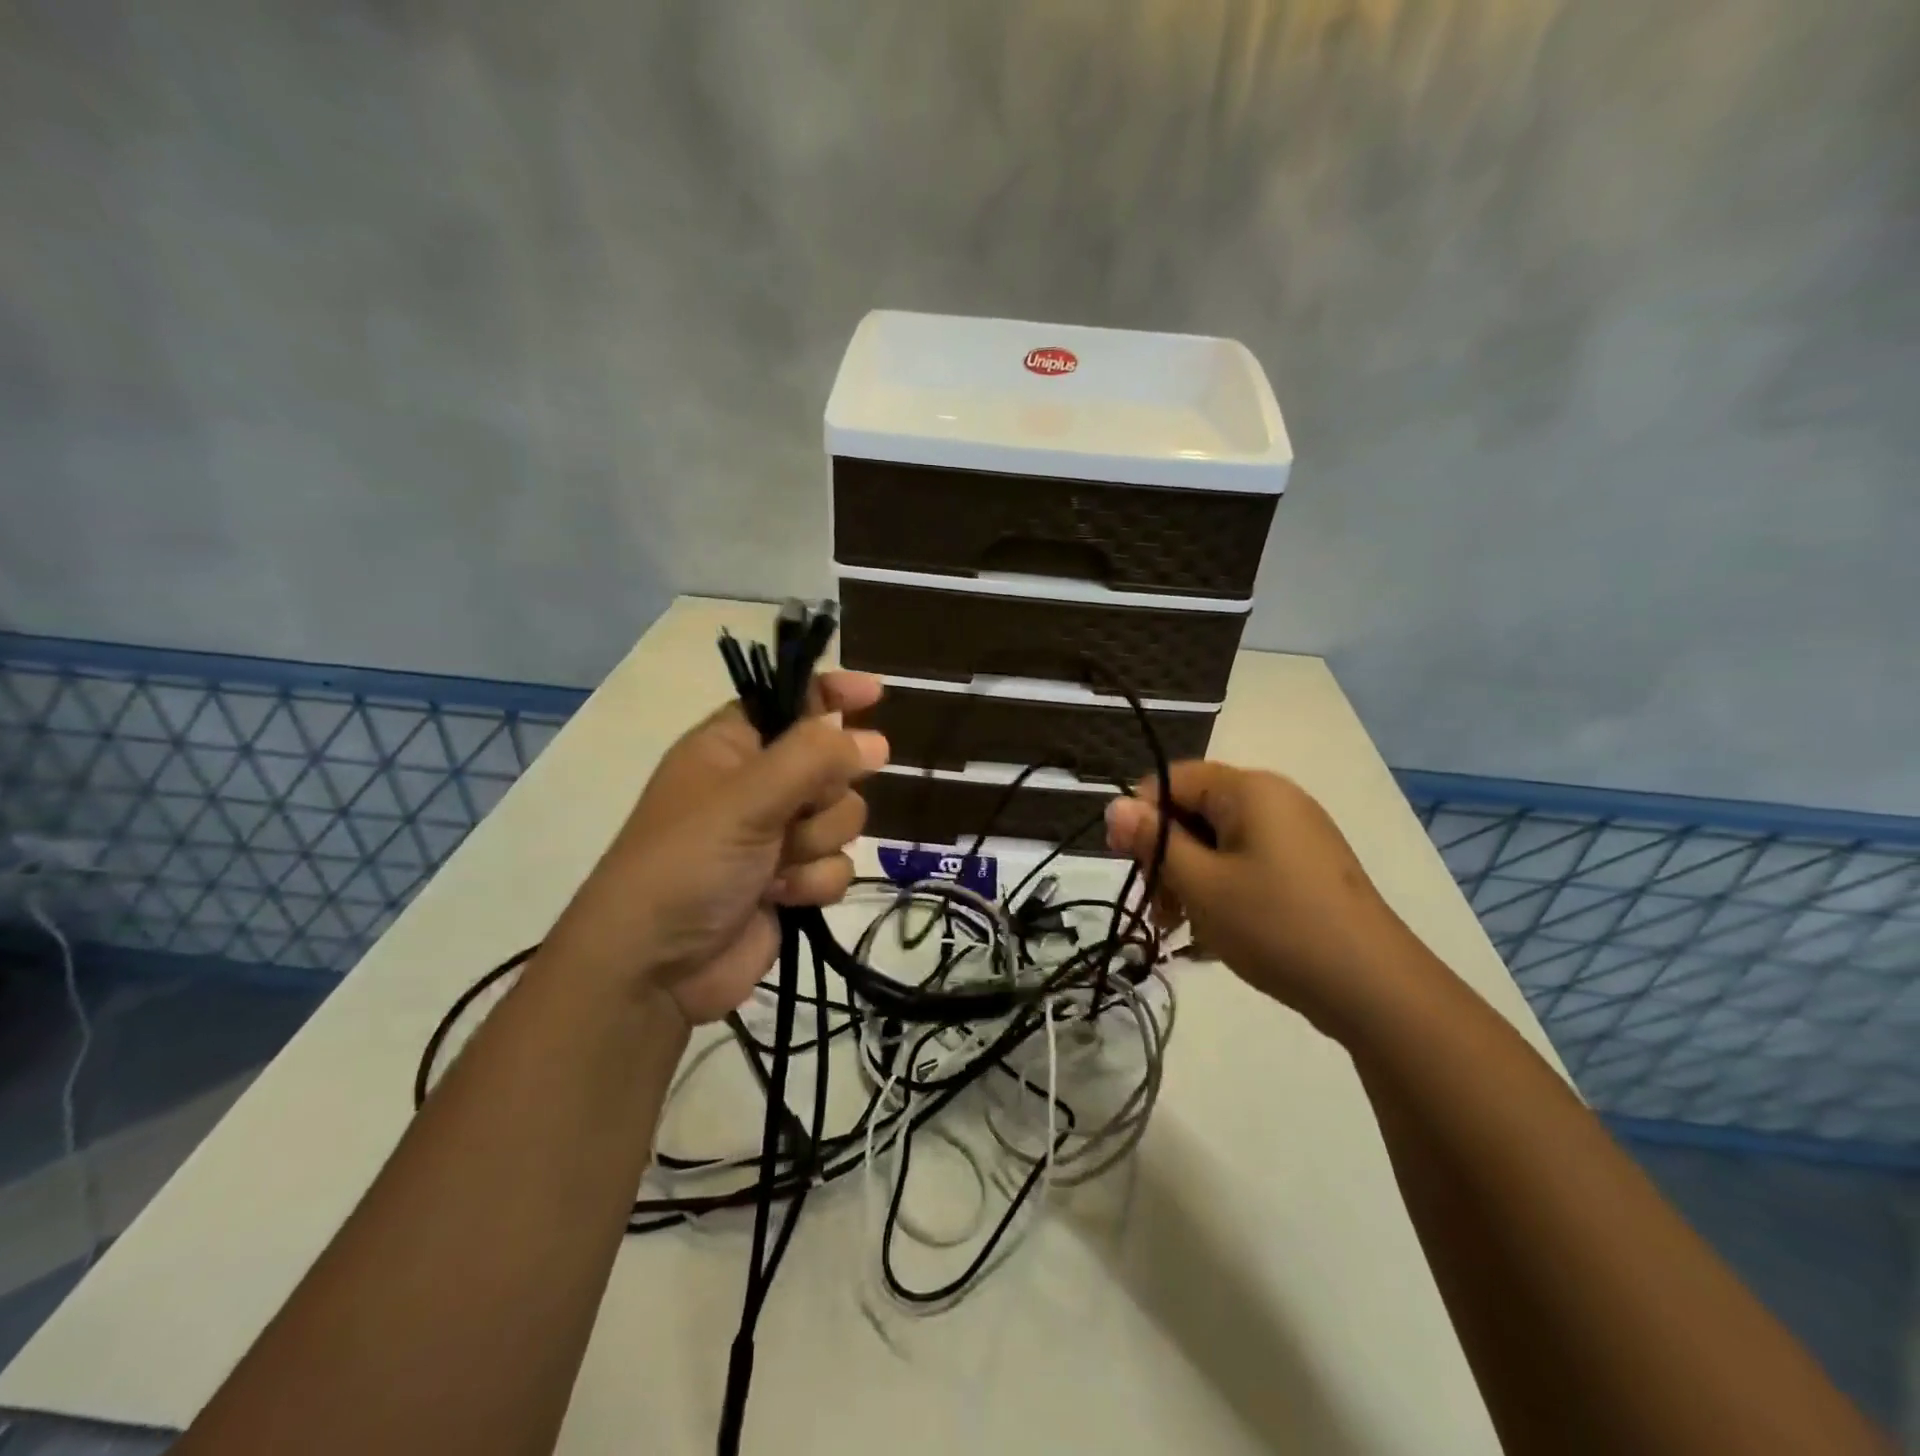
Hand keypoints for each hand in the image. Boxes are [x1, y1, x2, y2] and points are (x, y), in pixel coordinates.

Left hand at [542, 671, 888, 1023]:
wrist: (656, 968)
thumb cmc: (688, 863)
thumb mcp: (747, 797)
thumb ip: (815, 758)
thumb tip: (877, 742)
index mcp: (733, 746)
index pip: (793, 701)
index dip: (833, 693)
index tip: (877, 693)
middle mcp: (759, 784)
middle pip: (833, 765)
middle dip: (823, 795)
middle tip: (792, 813)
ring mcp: (777, 835)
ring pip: (843, 818)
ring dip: (815, 844)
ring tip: (775, 866)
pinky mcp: (793, 880)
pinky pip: (838, 865)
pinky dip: (814, 882)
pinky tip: (781, 897)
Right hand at [1104, 762, 1418, 1037]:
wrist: (1374, 989)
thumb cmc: (1275, 925)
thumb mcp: (1200, 884)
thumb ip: (1153, 841)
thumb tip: (1114, 805)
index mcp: (1248, 789)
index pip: (1170, 780)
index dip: (1140, 816)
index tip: (1126, 863)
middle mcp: (1274, 799)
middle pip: (1194, 810)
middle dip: (1166, 855)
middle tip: (1159, 909)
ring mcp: (1295, 834)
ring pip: (1217, 841)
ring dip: (1189, 879)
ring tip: (1183, 928)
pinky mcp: (1307, 867)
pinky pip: (1246, 862)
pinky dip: (1221, 889)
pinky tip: (1214, 932)